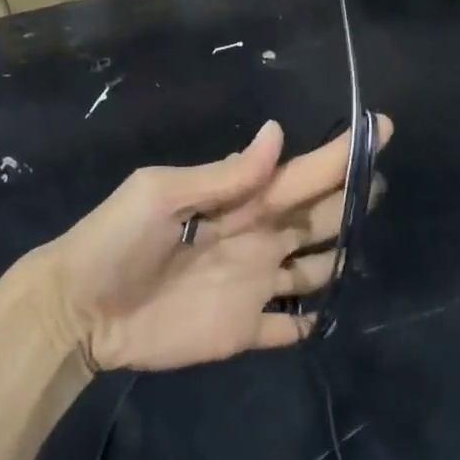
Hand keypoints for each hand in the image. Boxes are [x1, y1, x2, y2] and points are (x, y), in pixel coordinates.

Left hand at [35, 119, 390, 371]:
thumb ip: (223, 175)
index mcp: (240, 201)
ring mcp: (253, 286)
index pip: (300, 172)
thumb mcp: (161, 194)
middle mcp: (257, 238)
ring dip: (341, 258)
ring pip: (314, 268)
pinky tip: (330, 315)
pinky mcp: (244, 331)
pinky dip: (311, 321)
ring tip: (369, 245)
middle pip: (317, 217)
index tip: (379, 127)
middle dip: (350, 199)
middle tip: (380, 183)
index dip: (339, 153)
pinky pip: (289, 326)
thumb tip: (278, 132)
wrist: (78, 311)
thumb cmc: (115, 241)